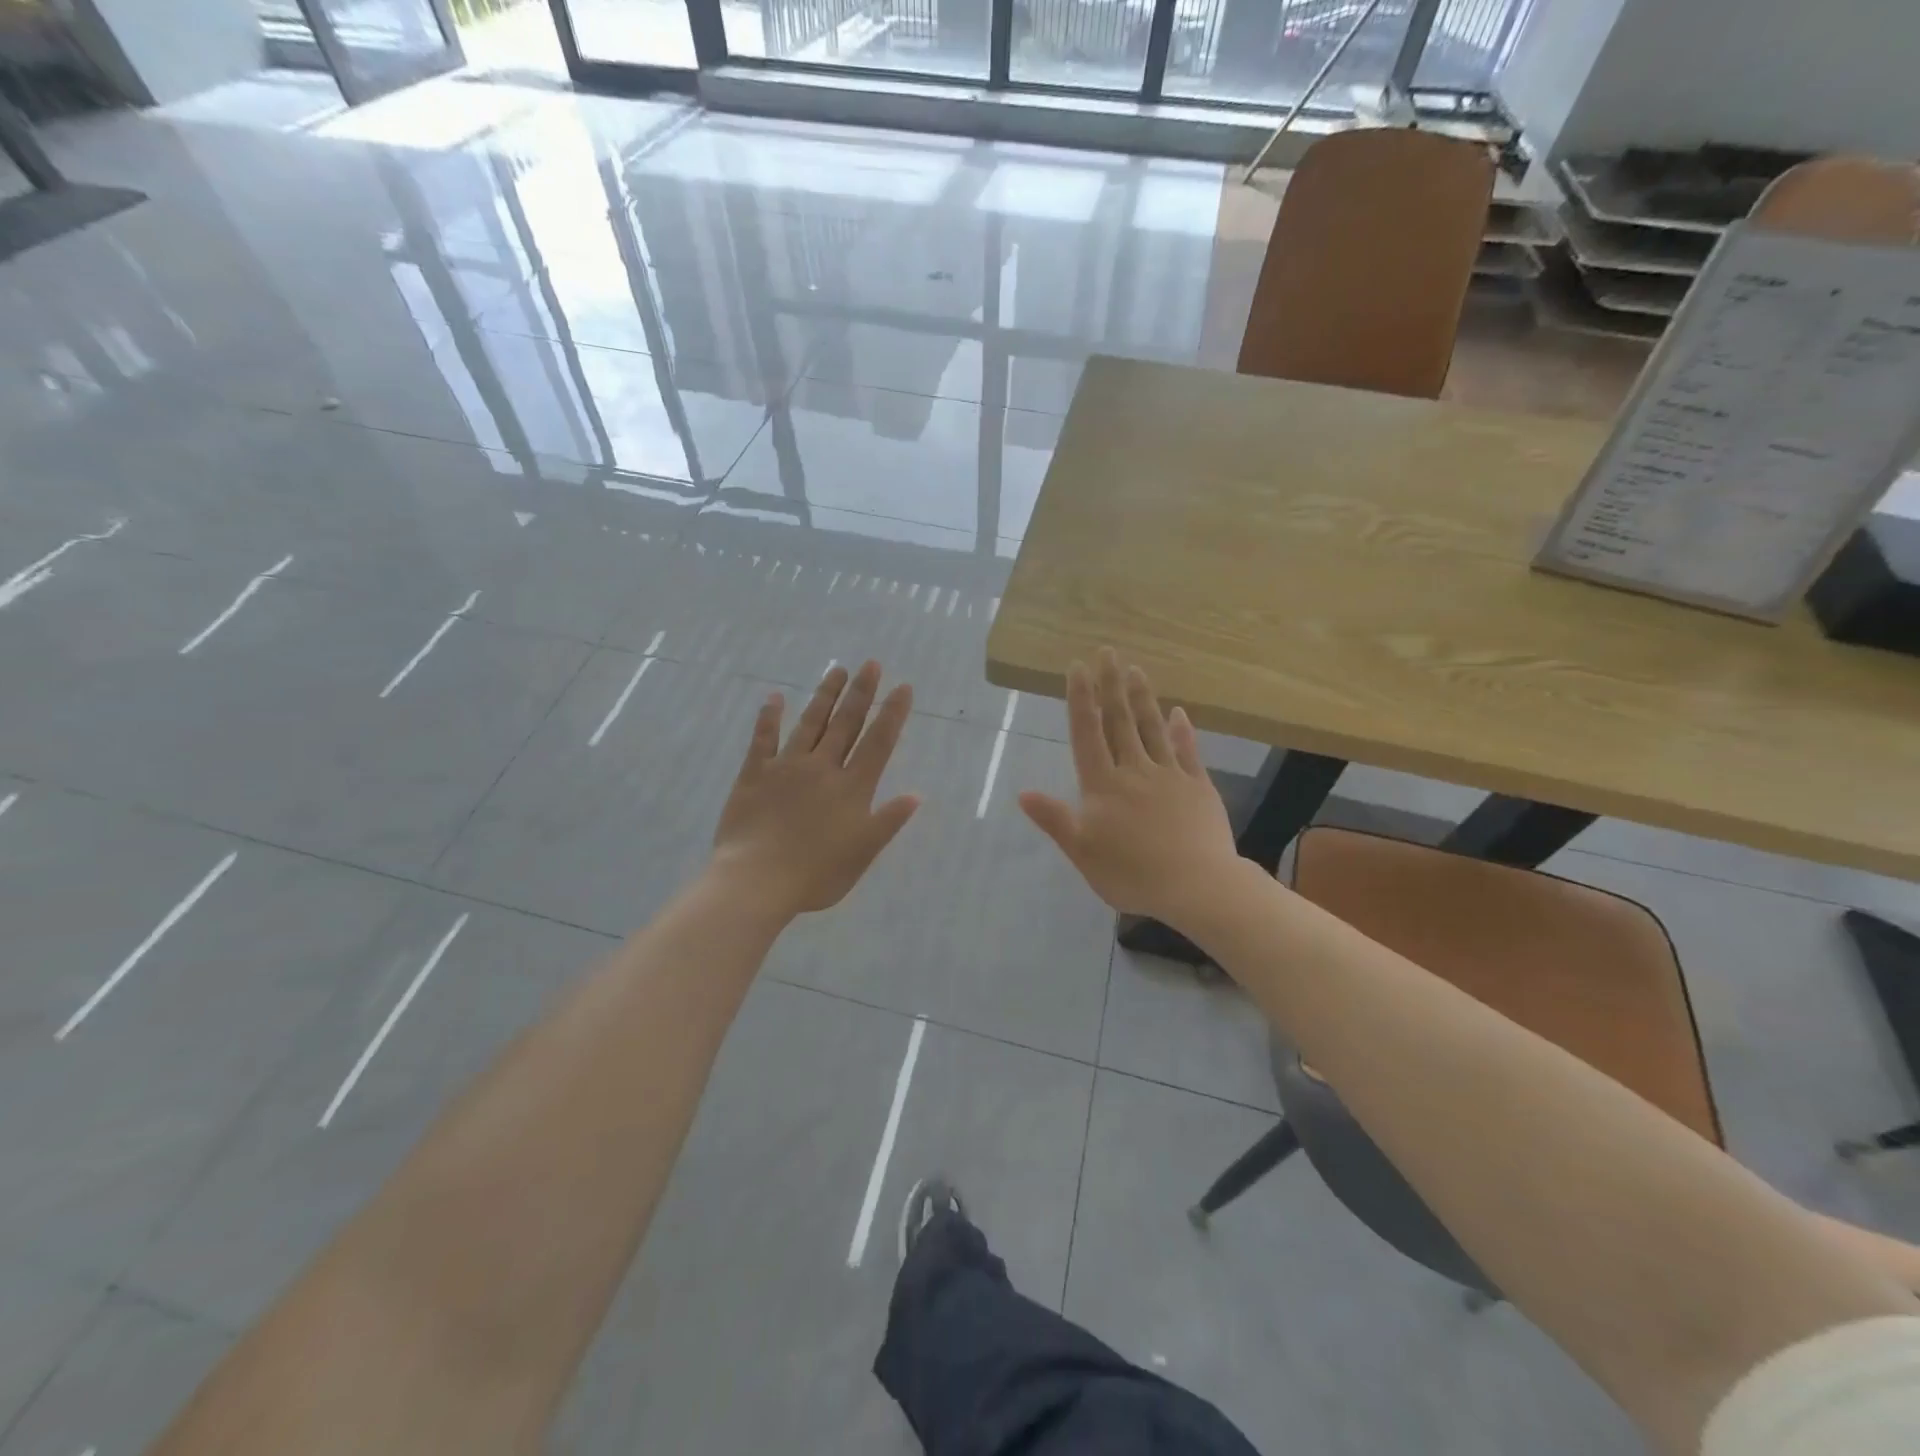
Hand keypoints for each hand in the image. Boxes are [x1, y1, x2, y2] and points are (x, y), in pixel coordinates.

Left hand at [711, 661, 920, 918]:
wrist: (757, 880)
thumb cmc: (816, 874)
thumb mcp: (863, 853)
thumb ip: (888, 821)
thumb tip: (916, 794)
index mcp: (852, 788)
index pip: (878, 742)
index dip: (892, 714)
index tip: (903, 687)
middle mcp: (823, 768)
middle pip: (846, 723)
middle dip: (861, 693)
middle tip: (871, 664)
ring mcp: (787, 767)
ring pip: (810, 723)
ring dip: (825, 695)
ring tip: (836, 669)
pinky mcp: (755, 773)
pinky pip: (764, 738)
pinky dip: (770, 716)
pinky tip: (776, 697)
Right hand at [1019, 649, 1237, 925]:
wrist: (1197, 886)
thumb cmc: (1131, 873)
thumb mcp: (1082, 852)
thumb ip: (1055, 819)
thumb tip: (1022, 792)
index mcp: (1103, 785)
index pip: (1088, 733)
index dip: (1081, 699)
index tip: (1078, 667)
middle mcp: (1135, 771)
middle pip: (1120, 721)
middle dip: (1111, 685)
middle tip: (1108, 651)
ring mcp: (1170, 775)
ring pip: (1152, 729)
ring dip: (1142, 698)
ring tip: (1135, 669)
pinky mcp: (1198, 787)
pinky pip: (1188, 751)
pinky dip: (1182, 730)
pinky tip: (1178, 712)